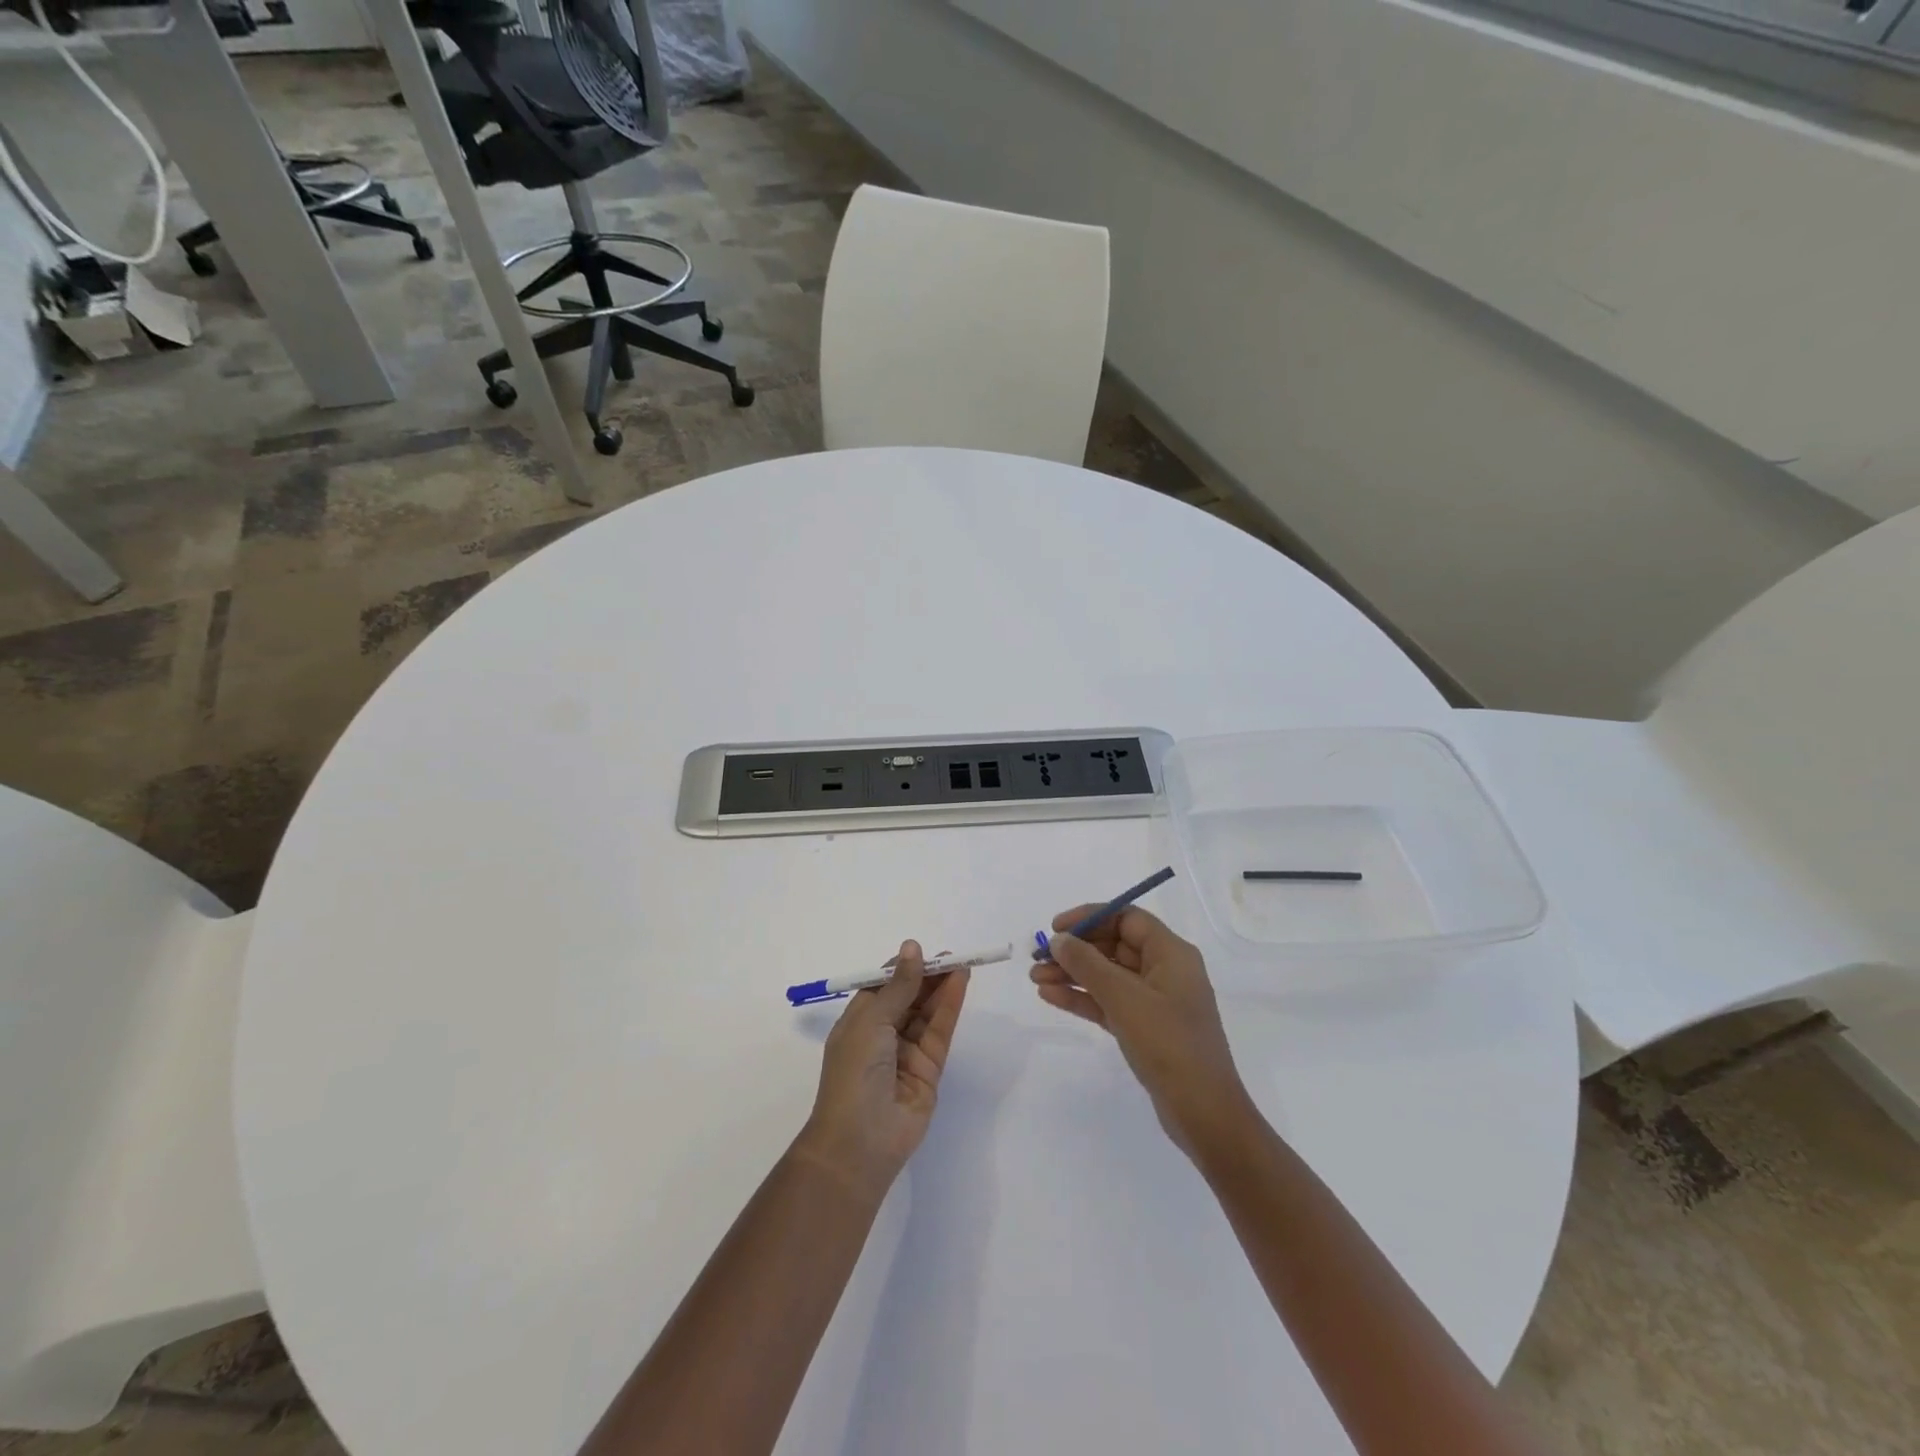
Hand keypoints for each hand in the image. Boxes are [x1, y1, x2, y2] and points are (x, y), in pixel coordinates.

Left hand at [792, 941, 968, 1199]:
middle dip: (927, 976)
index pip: (882, 986)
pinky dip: (950, 1006)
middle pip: (909, 997)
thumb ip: (899, 986)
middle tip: (951, 955)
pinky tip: (961, 983)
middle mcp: (882, 1035)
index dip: (902, 968)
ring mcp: (906, 1052)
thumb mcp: (872, 1021)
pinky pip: (940, 1031)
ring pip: (927, 1012)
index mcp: (858, 1022)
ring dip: (942, 987)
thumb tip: (912, 947)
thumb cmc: (854, 1072)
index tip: (921, 951)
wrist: (860, 1141)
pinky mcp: (929, 1069)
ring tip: (961, 962)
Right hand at [1031, 908, 1253, 1159]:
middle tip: (1037, 957)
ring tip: (1035, 979)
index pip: (1127, 919)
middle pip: (1114, 946)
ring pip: (1107, 976)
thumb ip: (1087, 964)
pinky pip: (1108, 1002)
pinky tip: (1050, 996)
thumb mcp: (1124, 998)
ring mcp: (1155, 1001)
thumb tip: (1059, 939)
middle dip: (1075, 950)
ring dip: (1072, 974)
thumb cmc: (1168, 1043)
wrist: (1203, 1113)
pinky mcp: (1145, 1028)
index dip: (1090, 917)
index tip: (1056, 927)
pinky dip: (1082, 998)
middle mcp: (1164, 971)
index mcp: (1171, 954)